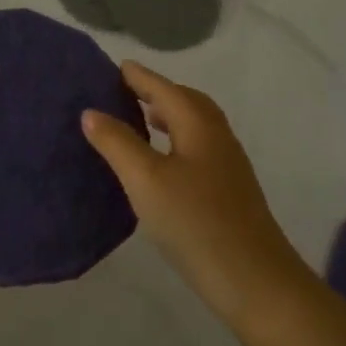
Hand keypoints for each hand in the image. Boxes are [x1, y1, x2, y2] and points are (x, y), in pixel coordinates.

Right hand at [82, 61, 307, 327]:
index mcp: (199, 125)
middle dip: (157, 92)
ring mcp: (227, 165)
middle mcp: (217, 137)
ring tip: (141, 121)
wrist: (253, 280)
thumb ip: (117, 143)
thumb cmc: (195, 222)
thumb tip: (91, 112)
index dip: (140, 77)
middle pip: (186, 102)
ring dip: (168, 117)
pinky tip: (161, 164)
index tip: (118, 66)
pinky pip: (197, 148)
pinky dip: (176, 141)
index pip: (165, 89)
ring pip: (194, 127)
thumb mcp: (146, 180)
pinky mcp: (229, 191)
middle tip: (126, 91)